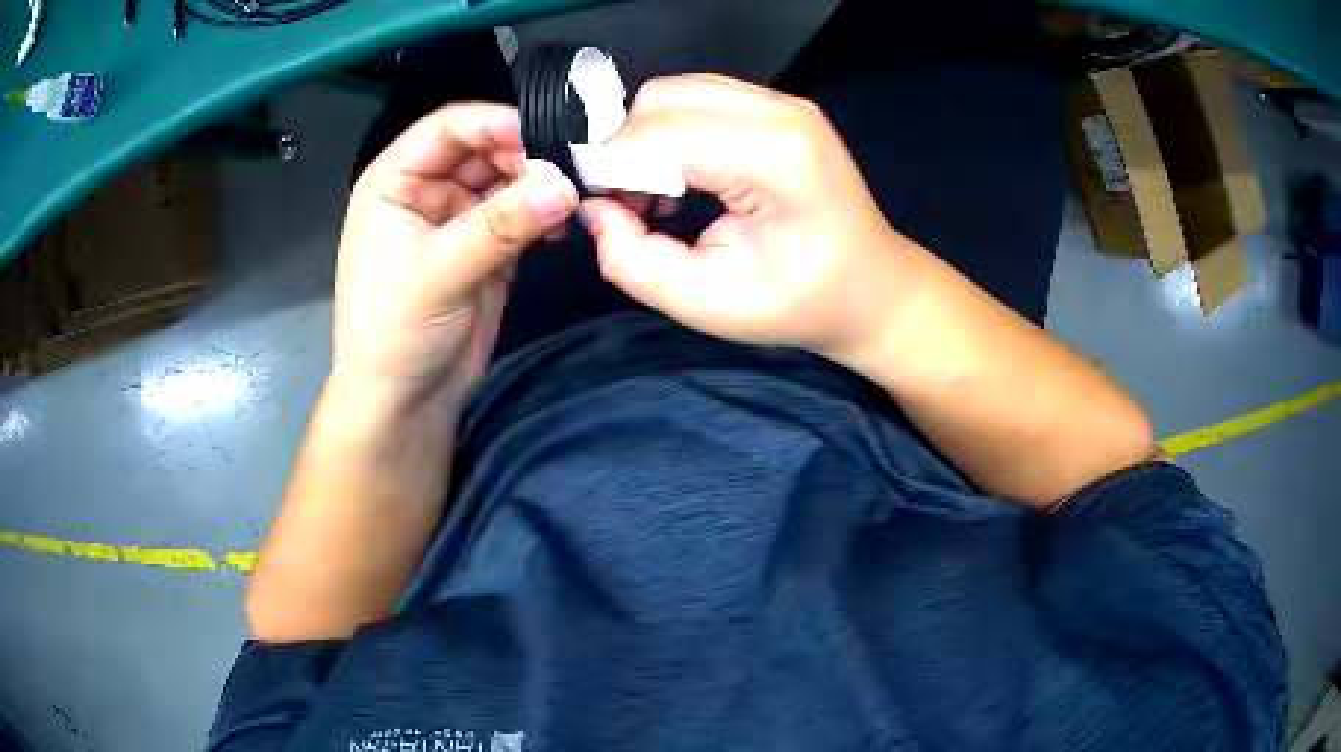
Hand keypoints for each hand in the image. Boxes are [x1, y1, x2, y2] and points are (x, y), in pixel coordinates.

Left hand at [334, 103, 578, 401]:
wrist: (404, 403)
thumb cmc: (394, 335)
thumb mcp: (436, 275)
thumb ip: (498, 226)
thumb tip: (565, 185)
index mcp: (396, 181)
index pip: (449, 127)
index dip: (497, 123)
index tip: (551, 137)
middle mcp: (428, 189)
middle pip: (485, 147)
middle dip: (528, 154)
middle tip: (575, 171)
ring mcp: (460, 217)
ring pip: (508, 178)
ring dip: (541, 183)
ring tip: (577, 195)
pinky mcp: (488, 246)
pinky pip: (522, 214)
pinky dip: (546, 214)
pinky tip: (567, 223)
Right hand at [580, 75, 922, 356]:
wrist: (872, 287)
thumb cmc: (801, 304)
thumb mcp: (708, 304)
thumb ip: (634, 261)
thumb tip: (593, 209)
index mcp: (774, 157)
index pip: (657, 135)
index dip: (610, 169)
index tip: (602, 213)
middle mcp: (780, 111)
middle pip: (660, 100)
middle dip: (625, 151)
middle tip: (630, 207)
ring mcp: (783, 101)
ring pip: (673, 92)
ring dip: (645, 139)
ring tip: (656, 197)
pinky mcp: (778, 104)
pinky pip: (697, 98)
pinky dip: (670, 131)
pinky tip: (683, 177)